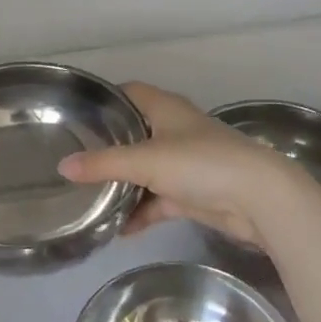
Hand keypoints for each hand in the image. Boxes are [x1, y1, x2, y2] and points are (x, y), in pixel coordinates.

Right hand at [57, 82, 320, 248]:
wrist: (258, 198)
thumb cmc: (201, 163)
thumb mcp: (146, 160)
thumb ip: (103, 164)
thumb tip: (62, 166)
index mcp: (165, 108)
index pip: (130, 92)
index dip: (106, 99)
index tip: (77, 113)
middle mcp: (174, 130)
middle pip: (135, 132)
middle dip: (109, 146)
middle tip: (74, 158)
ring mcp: (185, 163)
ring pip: (145, 169)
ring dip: (123, 184)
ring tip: (89, 197)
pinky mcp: (193, 193)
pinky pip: (158, 200)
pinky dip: (141, 212)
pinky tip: (119, 229)